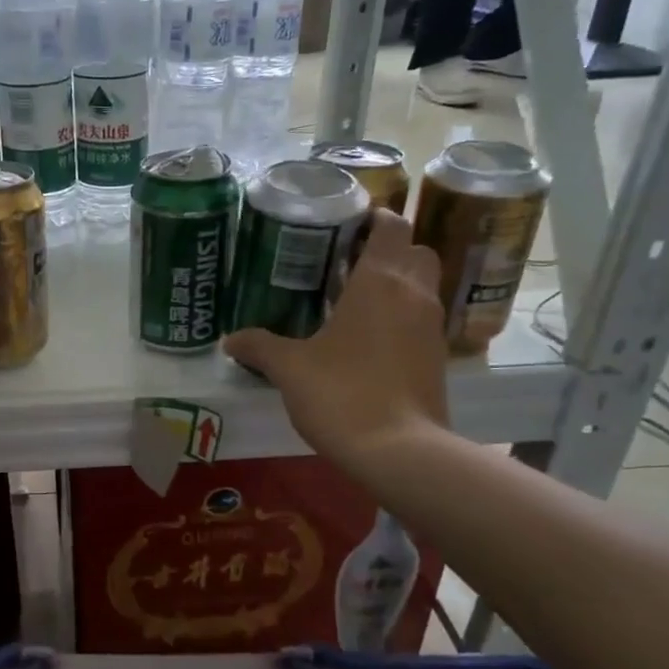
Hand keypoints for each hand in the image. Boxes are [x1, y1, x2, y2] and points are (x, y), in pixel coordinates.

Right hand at [224, 210, 450, 468]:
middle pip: (416, 250)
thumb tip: (230, 340)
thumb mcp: (289, 368)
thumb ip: (259, 346)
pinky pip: (422, 318)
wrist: (398, 451)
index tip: (345, 225)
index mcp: (379, 282)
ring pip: (423, 285)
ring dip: (398, 282)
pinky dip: (403, 315)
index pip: (391, 226)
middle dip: (388, 249)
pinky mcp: (438, 357)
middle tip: (348, 263)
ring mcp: (432, 327)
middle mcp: (414, 294)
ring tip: (356, 300)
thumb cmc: (341, 394)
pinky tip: (369, 339)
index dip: (373, 218)